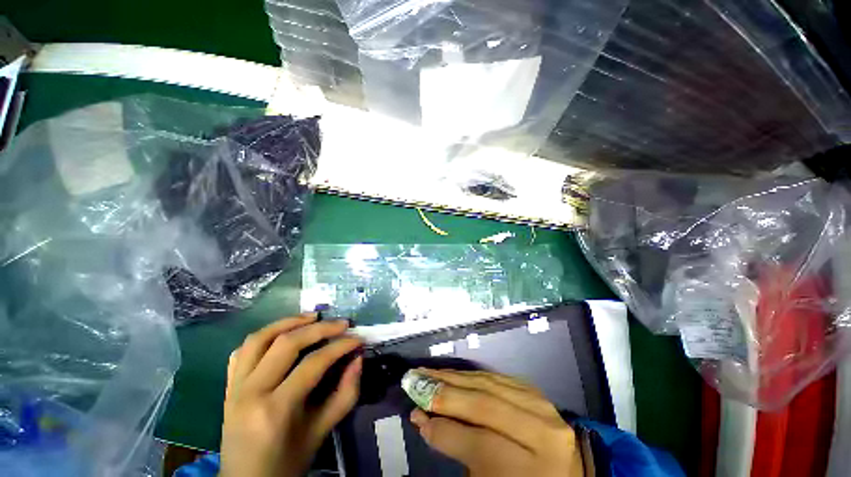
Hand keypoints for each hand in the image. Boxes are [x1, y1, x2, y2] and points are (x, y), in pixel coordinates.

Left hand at [220, 314, 362, 476]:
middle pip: (287, 343)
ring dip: (288, 322)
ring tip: (313, 316)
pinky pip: (242, 351)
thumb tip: (358, 359)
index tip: (359, 339)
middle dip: (320, 328)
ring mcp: (234, 387)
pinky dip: (264, 335)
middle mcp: (251, 392)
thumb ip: (345, 394)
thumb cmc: (287, 463)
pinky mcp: (228, 386)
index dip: (341, 346)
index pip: (313, 363)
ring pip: (259, 339)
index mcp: (275, 410)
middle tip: (342, 323)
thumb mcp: (321, 432)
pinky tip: (282, 333)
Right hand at [409, 369, 584, 476]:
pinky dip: (470, 375)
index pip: (482, 443)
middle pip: (485, 405)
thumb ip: (458, 449)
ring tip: (427, 373)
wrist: (563, 474)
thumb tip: (423, 419)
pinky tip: (452, 374)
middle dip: (444, 394)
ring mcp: (542, 405)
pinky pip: (496, 377)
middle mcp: (544, 431)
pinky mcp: (534, 391)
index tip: (417, 417)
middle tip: (415, 383)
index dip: (445, 430)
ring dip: (453, 378)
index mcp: (537, 468)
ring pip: (488, 383)